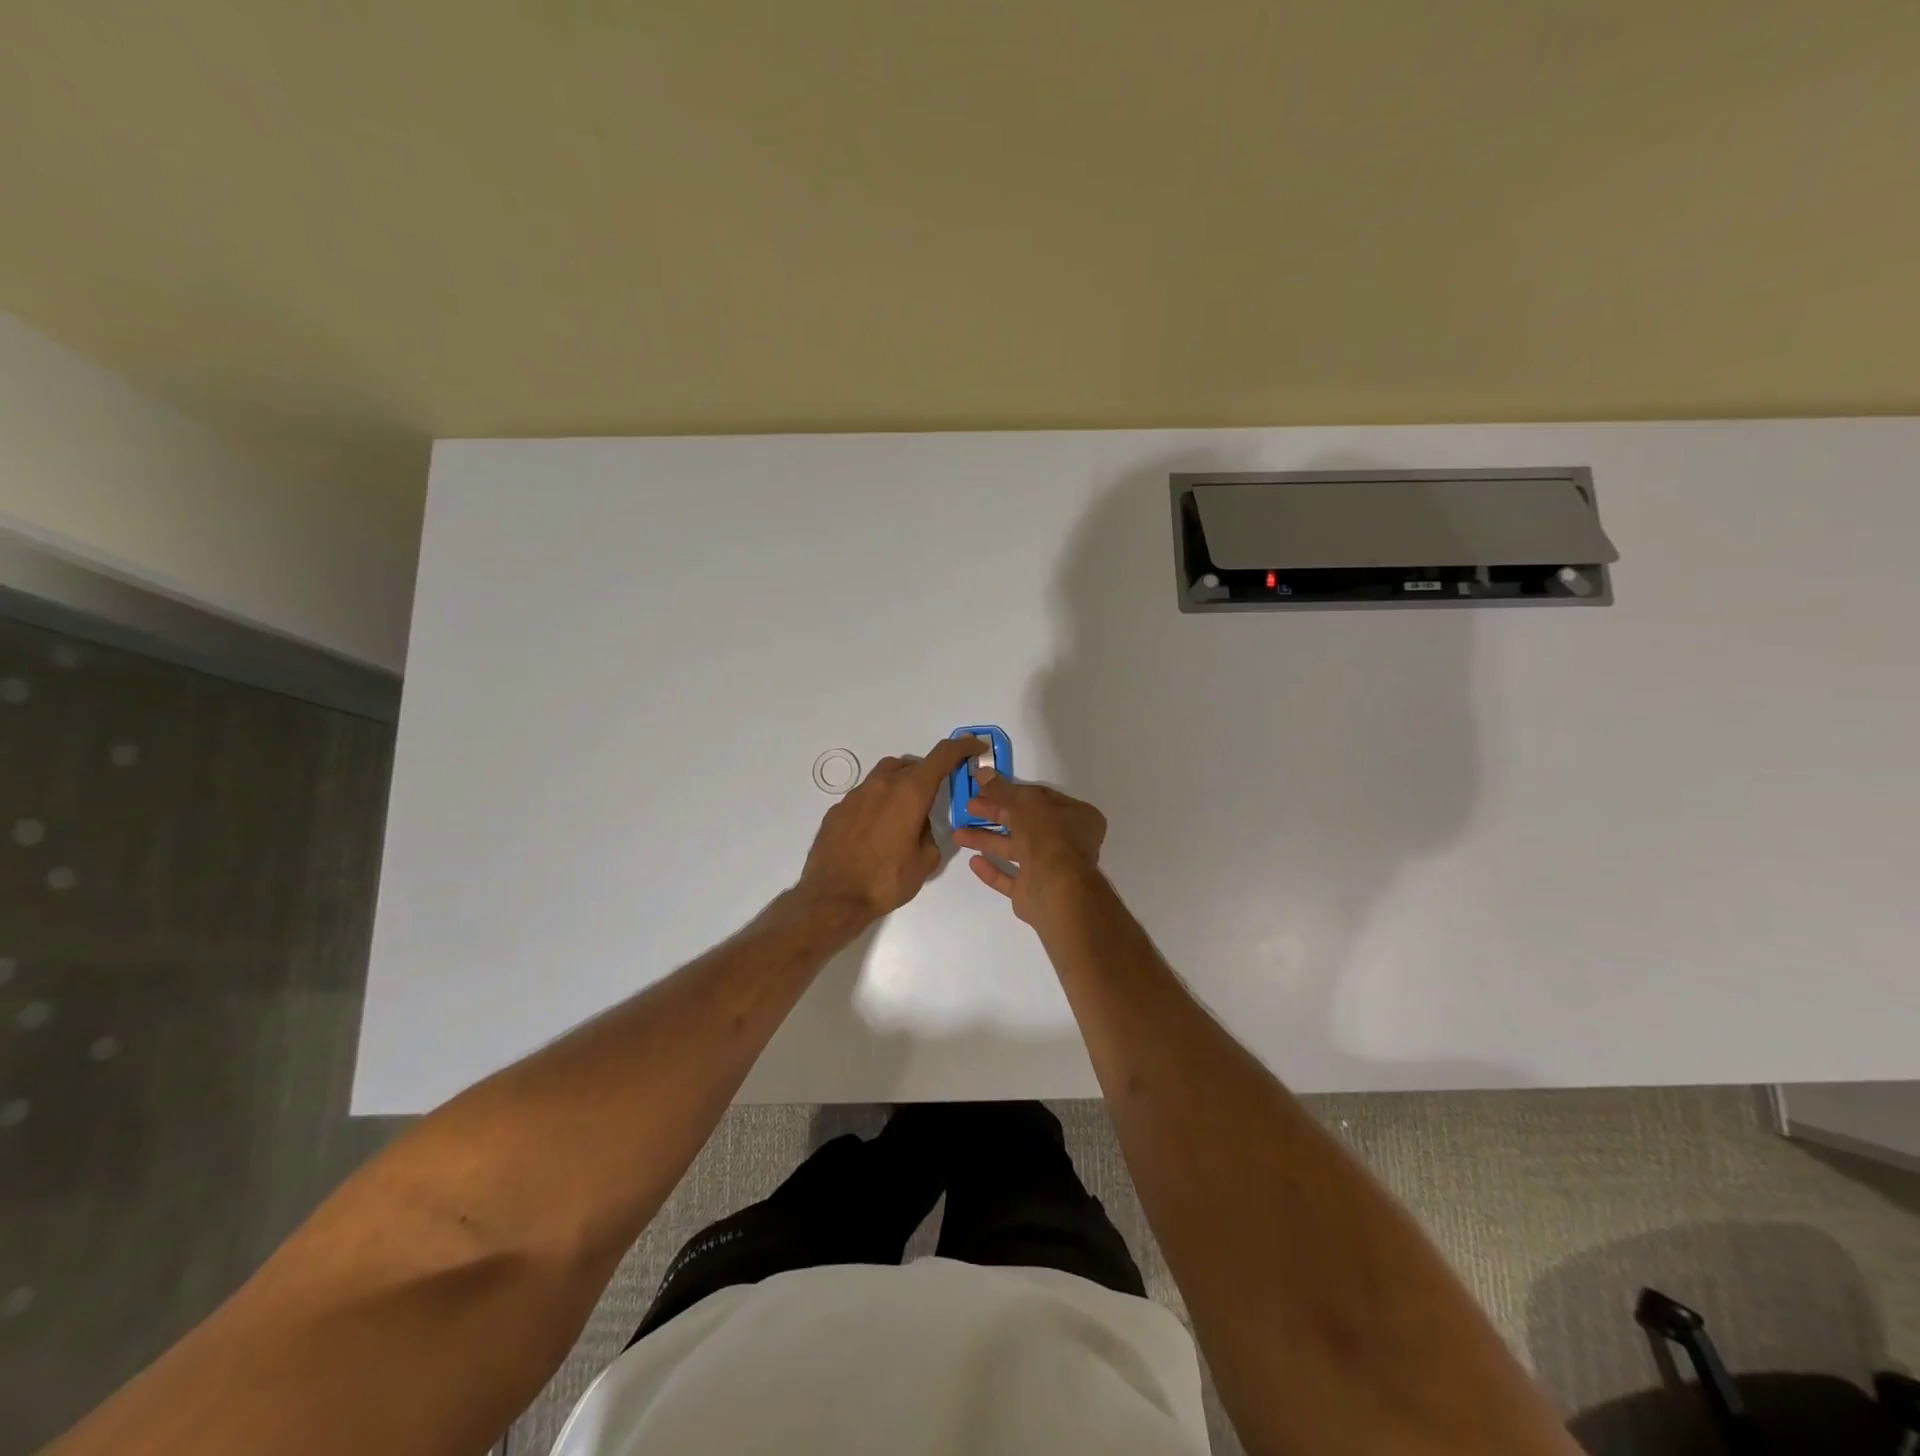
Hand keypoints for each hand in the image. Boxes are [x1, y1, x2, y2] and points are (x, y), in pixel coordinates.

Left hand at [798, 737, 980, 920]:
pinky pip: (865, 796)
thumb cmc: (886, 880)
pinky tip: (876, 831)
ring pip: (885, 776)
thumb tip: (919, 825)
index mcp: (910, 792)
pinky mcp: (838, 809)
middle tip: (935, 796)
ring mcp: (856, 794)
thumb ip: (930, 833)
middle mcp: (882, 784)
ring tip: (905, 813)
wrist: (834, 897)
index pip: (942, 756)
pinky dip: (878, 803)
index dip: (962, 746)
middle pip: (911, 765)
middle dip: (928, 774)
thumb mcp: (926, 860)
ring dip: (901, 785)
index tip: (974, 746)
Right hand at [951, 771, 1107, 925]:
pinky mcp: (1033, 891)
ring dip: (988, 840)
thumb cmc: (1048, 836)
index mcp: (1077, 816)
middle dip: (995, 814)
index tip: (986, 788)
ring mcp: (1050, 869)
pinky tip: (974, 862)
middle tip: (969, 807)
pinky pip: (1010, 878)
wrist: (1055, 889)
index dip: (1012, 791)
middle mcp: (1067, 842)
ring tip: (958, 835)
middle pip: (1025, 822)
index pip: (1040, 798)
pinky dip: (993, 870)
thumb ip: (1002, 790)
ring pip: (1015, 850)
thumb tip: (983, 772)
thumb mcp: (1024, 803)